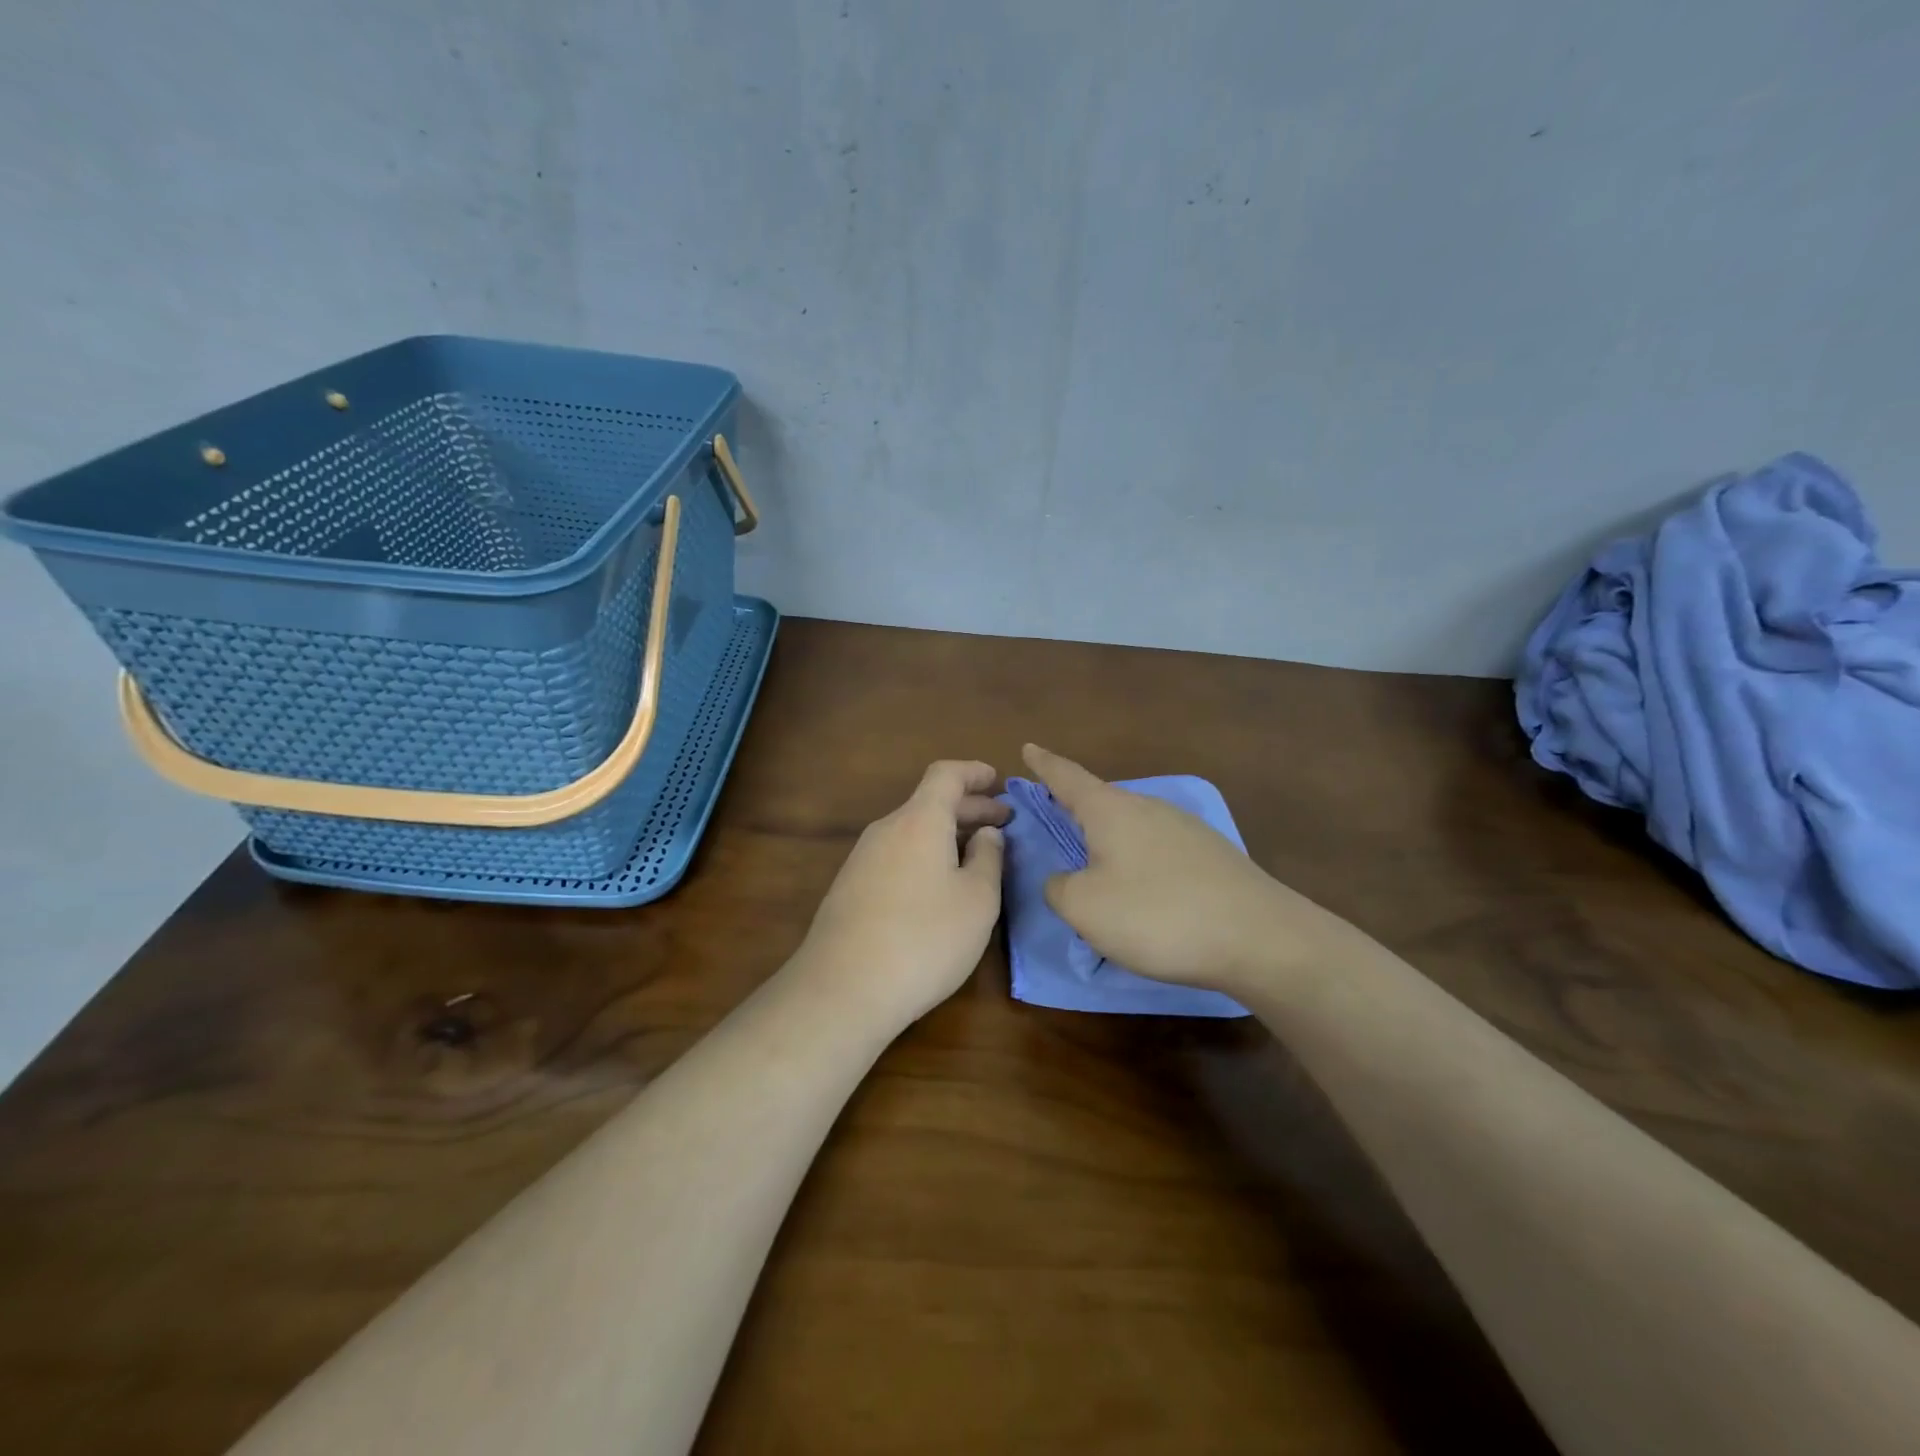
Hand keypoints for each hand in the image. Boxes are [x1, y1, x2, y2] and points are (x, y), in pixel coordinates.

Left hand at [791, 760, 1010, 1028]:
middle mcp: (886, 830)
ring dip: (947, 835)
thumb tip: (986, 833)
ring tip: (977, 856)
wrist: (843, 989)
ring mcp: (862, 859)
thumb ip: (989, 858)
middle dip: (970, 808)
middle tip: (1003, 822)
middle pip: (930, 803)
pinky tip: (939, 887)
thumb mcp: (977, 900)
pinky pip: (896, 855)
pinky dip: (925, 856)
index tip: (998, 781)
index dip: (974, 772)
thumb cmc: (925, 939)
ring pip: (912, 831)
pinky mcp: (850, 888)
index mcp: (919, 821)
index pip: (946, 775)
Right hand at [1021, 744, 1361, 995]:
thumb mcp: (1085, 908)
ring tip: (1097, 860)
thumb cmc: (1157, 915)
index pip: (1067, 776)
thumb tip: (1064, 879)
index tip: (1028, 747)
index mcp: (1110, 810)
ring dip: (1110, 837)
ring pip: (1133, 824)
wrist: (1259, 937)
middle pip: (1102, 800)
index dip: (1044, 764)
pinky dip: (1139, 859)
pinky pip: (1158, 848)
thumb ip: (1059, 888)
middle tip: (1056, 812)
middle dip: (1076, 805)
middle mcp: (1148, 807)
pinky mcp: (1212, 855)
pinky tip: (1143, 887)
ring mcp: (1186, 828)